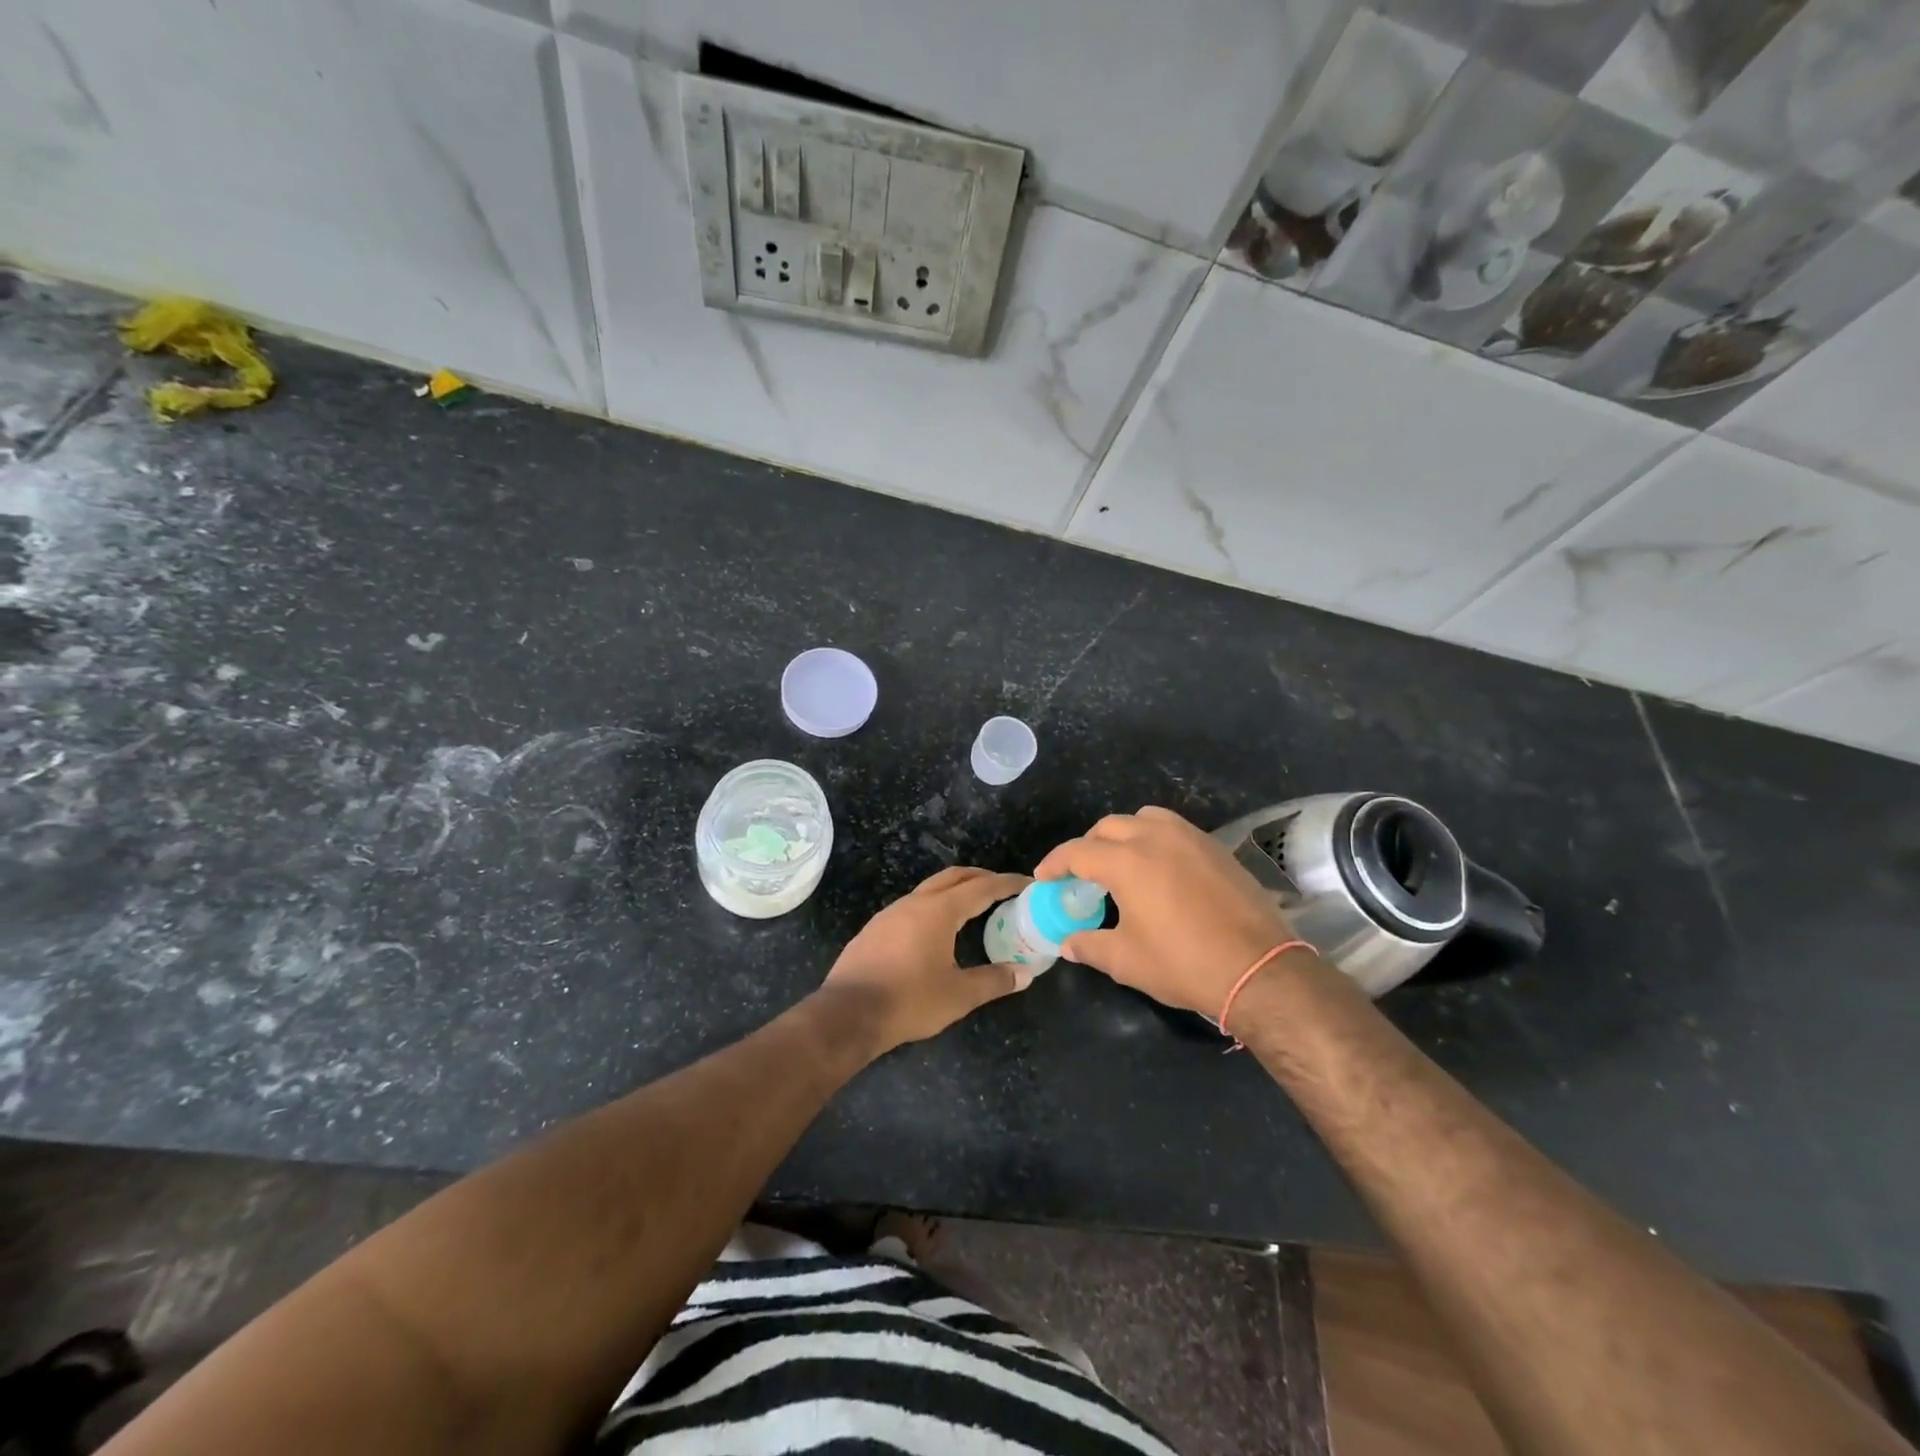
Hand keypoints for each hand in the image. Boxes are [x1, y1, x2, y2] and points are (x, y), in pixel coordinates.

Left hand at [818, 866, 1032, 1052]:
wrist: (847, 1013)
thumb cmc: (909, 1000)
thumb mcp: (959, 995)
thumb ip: (994, 981)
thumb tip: (1024, 973)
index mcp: (939, 911)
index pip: (981, 887)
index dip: (1006, 883)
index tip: (1027, 882)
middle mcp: (914, 903)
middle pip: (953, 877)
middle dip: (980, 878)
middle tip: (1002, 888)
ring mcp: (890, 913)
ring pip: (929, 890)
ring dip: (954, 891)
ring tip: (972, 908)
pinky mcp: (874, 929)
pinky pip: (911, 907)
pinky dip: (933, 907)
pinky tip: (935, 931)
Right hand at [1034, 807, 1303, 1018]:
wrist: (1259, 969)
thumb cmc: (1184, 963)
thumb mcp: (1126, 960)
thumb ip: (1089, 945)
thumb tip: (1067, 943)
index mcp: (1126, 861)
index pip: (1077, 852)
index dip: (1055, 864)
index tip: (1044, 878)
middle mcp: (1155, 838)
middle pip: (1108, 827)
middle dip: (1088, 846)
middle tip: (1081, 874)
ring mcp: (1190, 838)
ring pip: (1144, 819)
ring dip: (1124, 834)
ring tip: (1122, 863)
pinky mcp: (1216, 848)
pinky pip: (1174, 830)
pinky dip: (1156, 840)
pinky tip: (1160, 870)